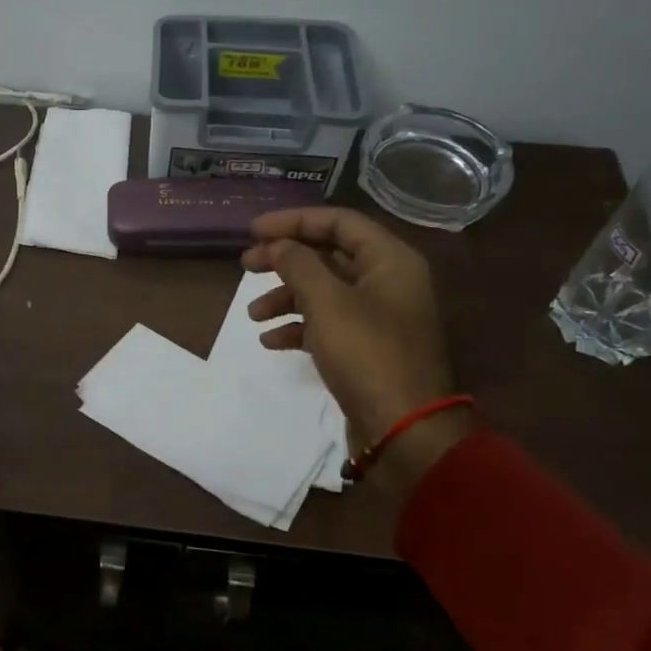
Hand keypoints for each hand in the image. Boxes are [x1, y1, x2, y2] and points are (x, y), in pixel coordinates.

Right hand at [243, 207, 468, 474]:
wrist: (404, 429)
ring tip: (253, 313)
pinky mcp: (368, 347)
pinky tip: (271, 340)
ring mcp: (379, 316)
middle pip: (329, 255)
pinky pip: (328, 324)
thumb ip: (298, 264)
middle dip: (285, 259)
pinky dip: (299, 327)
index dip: (293, 221)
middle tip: (246, 265)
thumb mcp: (327, 302)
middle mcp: (388, 282)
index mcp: (390, 261)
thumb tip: (278, 245)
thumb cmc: (367, 353)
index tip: (253, 231)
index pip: (338, 222)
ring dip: (286, 297)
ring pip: (324, 291)